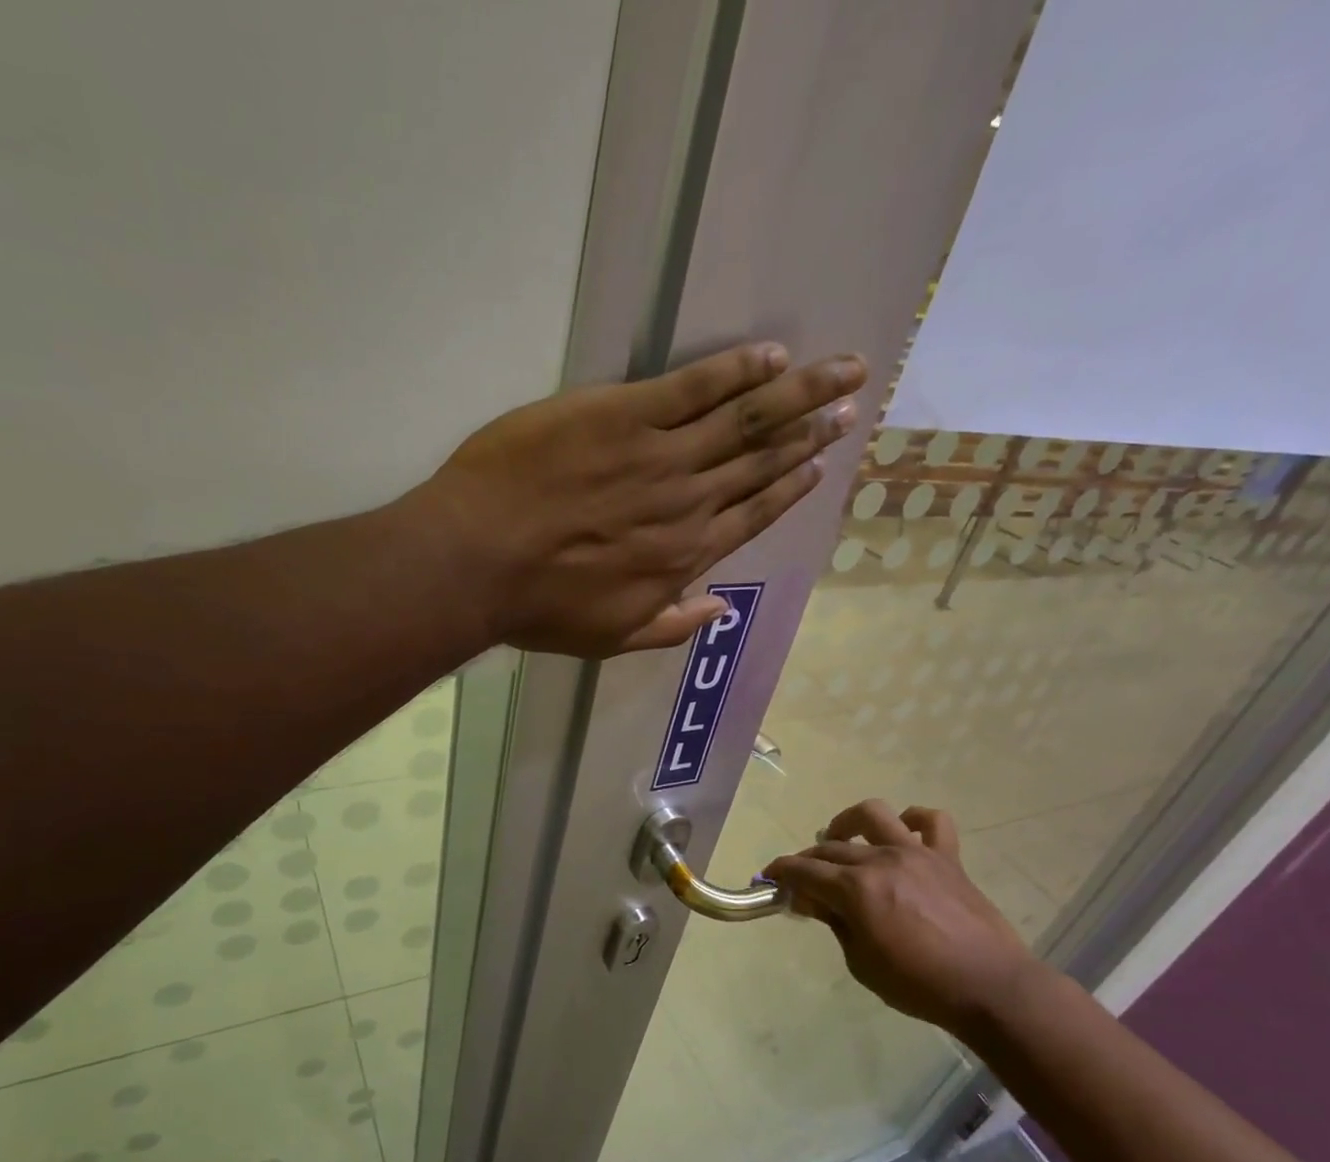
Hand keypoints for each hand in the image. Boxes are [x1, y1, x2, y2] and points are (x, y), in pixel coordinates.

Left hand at [408, 342, 866, 655]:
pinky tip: (771, 356)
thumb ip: (670, 626)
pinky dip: (736, 370)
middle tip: (851, 408)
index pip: (752, 515)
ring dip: (797, 395)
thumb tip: (718, 609)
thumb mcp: (610, 638)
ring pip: (744, 420)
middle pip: (760, 463)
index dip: (790, 489)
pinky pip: (694, 387)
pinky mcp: (624, 415)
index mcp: (683, 556)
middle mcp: (687, 504)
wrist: (478, 561)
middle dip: (810, 435)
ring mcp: (659, 456)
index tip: (820, 466)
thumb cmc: (539, 606)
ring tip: (841, 372)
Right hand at [764, 801, 1042, 1035]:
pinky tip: (903, 832)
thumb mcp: (861, 962)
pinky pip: (932, 822)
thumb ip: (835, 923)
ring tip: (841, 838)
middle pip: (831, 848)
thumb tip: (811, 899)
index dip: (780, 872)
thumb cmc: (918, 985)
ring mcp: (917, 853)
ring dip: (849, 822)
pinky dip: (914, 820)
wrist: (989, 986)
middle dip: (808, 861)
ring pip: (874, 815)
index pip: (804, 871)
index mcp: (856, 889)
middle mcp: (881, 860)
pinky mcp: (948, 858)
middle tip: (803, 882)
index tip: (769, 878)